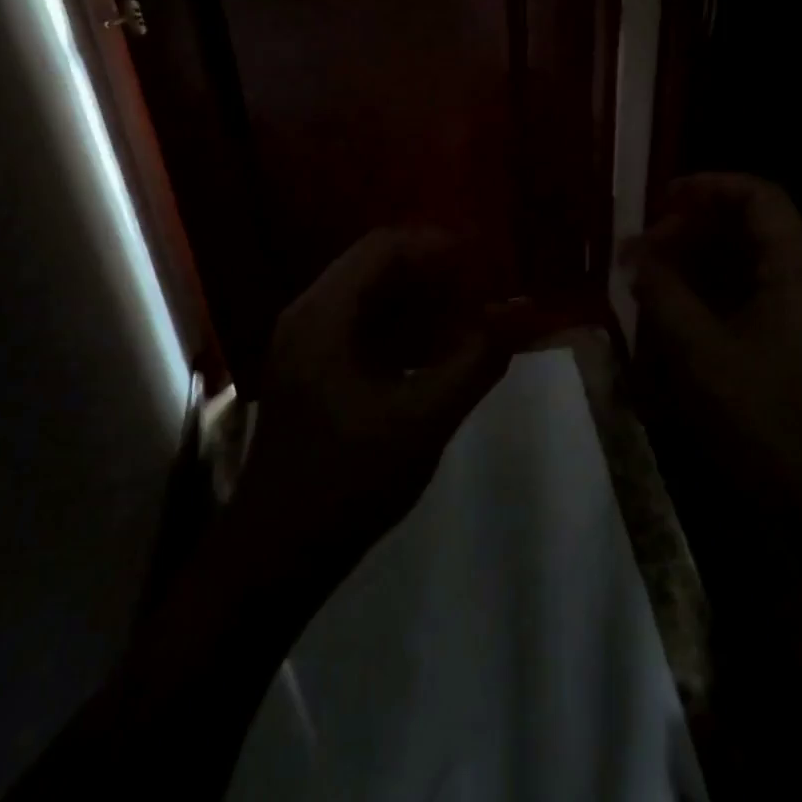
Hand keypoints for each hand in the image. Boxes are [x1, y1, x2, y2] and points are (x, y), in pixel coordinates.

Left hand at [232, 229, 511, 581]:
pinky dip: (405, 328)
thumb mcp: (423, 419)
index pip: (386, 247)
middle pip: (378, 265)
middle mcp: (309, 313)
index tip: (490, 262)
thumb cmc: (348, 482)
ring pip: (372, 296)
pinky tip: (442, 351)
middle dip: (436, 272)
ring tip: (475, 315)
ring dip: (422, 300)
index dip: (441, 246)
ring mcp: (307, 341)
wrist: (276, 555)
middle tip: (488, 288)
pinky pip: (364, 326)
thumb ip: (476, 359)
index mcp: (324, 313)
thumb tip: (524, 310)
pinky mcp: (314, 368)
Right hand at [628, 175, 801, 710]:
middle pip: (749, 230)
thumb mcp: (701, 352)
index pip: (759, 198)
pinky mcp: (790, 352)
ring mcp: (801, 321)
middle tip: (642, 248)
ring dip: (695, 264)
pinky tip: (670, 317)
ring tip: (647, 279)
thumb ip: (665, 293)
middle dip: (691, 229)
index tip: (660, 198)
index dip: (709, 186)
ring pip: (744, 268)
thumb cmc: (767, 421)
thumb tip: (636, 254)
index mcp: (797, 273)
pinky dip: (707, 298)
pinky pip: (745, 303)